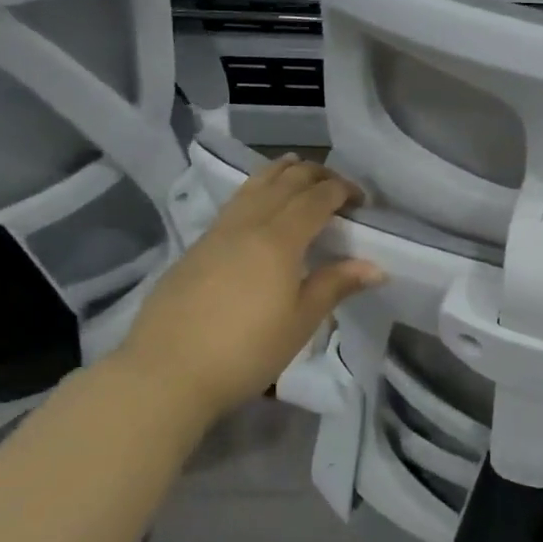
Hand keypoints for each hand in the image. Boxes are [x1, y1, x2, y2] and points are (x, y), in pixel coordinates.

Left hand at [114, 157, 381, 424]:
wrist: (165, 373)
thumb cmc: (246, 350)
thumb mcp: (300, 321)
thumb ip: (336, 285)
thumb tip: (376, 267)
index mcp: (279, 239)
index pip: (316, 198)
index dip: (342, 190)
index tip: (362, 199)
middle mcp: (248, 224)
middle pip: (285, 182)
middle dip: (315, 174)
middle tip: (337, 184)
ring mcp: (217, 233)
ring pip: (253, 185)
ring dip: (280, 172)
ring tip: (296, 168)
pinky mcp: (196, 247)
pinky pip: (235, 203)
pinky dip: (256, 189)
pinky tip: (258, 202)